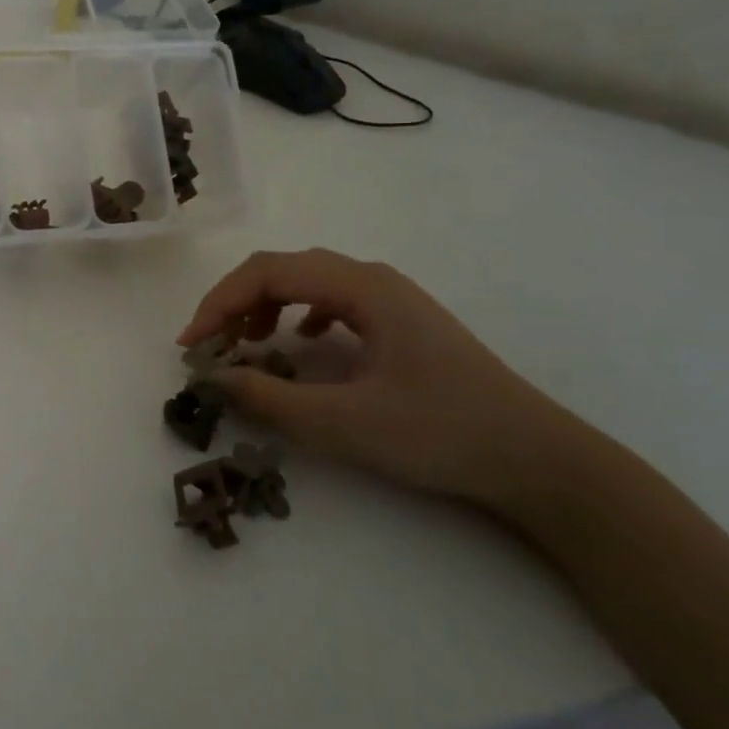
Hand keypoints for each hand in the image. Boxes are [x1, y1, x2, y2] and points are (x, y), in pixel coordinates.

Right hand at [178, 249, 590, 510]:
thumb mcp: (345, 423)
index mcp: (361, 286)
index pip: (267, 273)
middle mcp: (372, 278)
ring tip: (246, 343)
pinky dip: (298, 315)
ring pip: (307, 281)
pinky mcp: (401, 322)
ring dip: (265, 305)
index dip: (219, 303)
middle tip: (209, 344)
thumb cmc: (441, 432)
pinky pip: (332, 300)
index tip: (191, 346)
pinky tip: (301, 343)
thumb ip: (271, 399)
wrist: (537, 459)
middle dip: (236, 302)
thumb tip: (215, 378)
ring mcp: (390, 298)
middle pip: (284, 269)